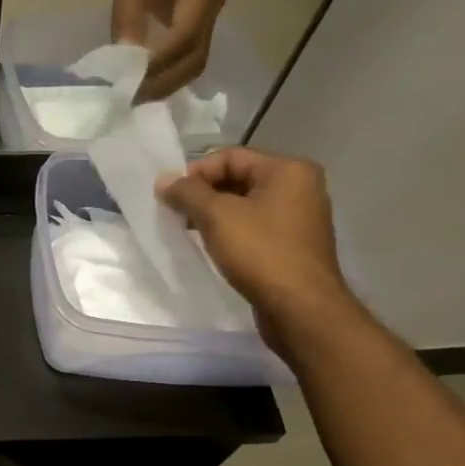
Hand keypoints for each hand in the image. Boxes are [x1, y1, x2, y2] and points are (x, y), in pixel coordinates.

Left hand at [109, 0, 225, 101]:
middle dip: (165, 80)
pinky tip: (146, 83)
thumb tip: (125, 57)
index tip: (131, 78)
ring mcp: (210, 15)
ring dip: (167, 82)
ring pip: (194, 61)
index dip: (159, 61)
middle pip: (196, 55)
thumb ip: (128, 15)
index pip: (184, 34)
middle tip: (133, 97)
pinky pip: (188, 56)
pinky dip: (168, 73)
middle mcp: (215, 3)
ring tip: (137, 95)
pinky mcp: (198, 25)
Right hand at [157, 148, 354, 347]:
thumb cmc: (261, 253)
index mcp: (288, 170)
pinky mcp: (293, 244)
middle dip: (203, 194)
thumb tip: (164, 181)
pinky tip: (212, 247)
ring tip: (189, 232)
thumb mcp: (217, 216)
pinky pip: (254, 226)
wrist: (301, 309)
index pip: (229, 156)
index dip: (195, 173)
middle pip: (238, 178)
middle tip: (176, 214)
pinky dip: (230, 231)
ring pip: (244, 204)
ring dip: (213, 214)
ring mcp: (299, 217)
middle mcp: (299, 187)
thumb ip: (187, 193)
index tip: (170, 197)